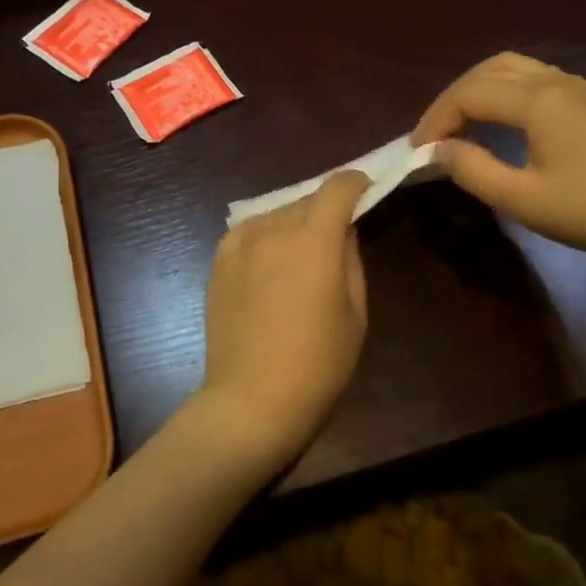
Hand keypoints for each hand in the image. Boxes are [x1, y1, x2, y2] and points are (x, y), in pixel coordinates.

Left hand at [197, 170, 371, 474]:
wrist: (252, 400)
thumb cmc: (318, 364)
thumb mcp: (355, 313)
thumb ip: (350, 260)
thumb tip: (343, 231)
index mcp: (315, 240)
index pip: (338, 188)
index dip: (356, 184)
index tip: (366, 194)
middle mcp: (275, 230)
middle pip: (306, 199)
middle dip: (326, 209)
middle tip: (336, 236)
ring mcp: (241, 244)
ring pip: (276, 214)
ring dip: (294, 222)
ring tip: (300, 254)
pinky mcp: (219, 262)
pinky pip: (248, 231)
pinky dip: (264, 234)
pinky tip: (269, 259)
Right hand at [413, 52, 585, 269]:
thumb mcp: (521, 198)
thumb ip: (472, 169)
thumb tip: (437, 150)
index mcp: (537, 100)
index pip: (468, 95)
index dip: (436, 120)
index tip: (417, 152)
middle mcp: (554, 81)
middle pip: (486, 71)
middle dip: (451, 100)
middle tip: (432, 135)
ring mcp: (575, 87)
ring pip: (510, 68)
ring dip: (476, 90)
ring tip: (457, 124)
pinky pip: (531, 78)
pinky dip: (501, 91)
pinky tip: (496, 121)